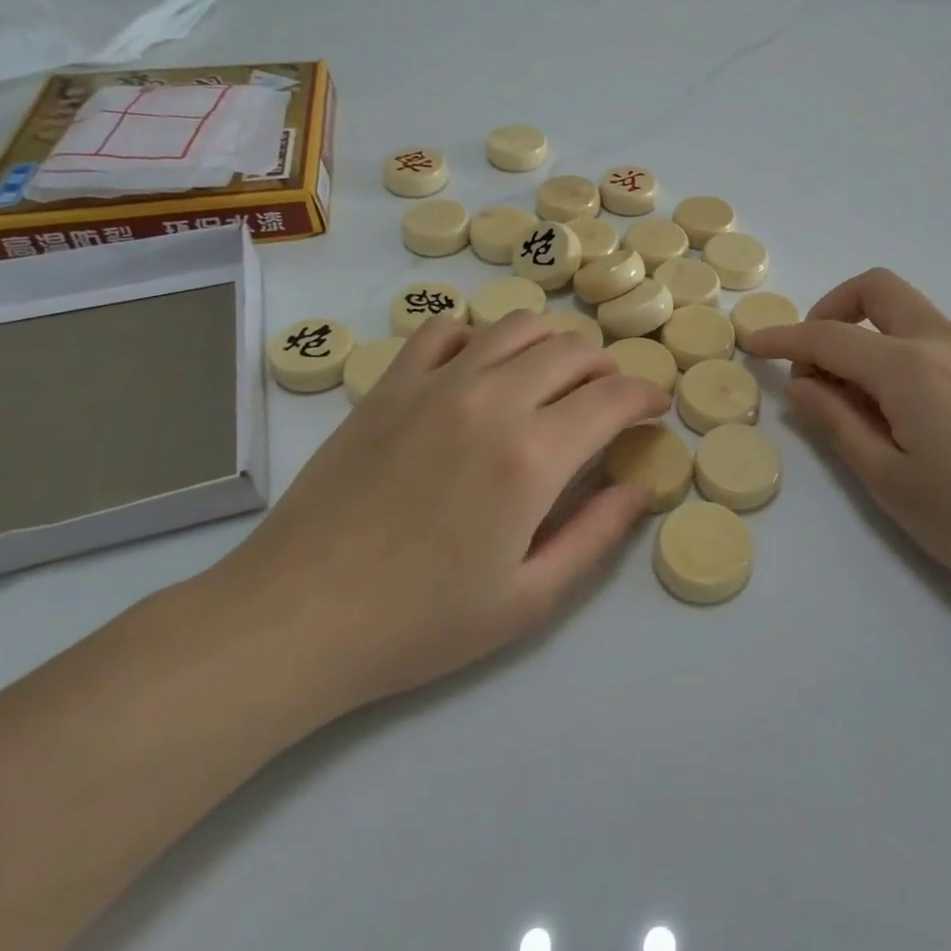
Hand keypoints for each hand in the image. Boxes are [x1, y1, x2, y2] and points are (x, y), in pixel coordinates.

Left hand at [205, 312, 668, 716]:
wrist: (297, 618)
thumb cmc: (420, 622)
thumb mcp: (529, 600)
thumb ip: (596, 537)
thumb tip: (639, 488)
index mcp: (532, 456)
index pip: (612, 397)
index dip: (646, 395)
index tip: (654, 408)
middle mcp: (491, 401)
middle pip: (571, 351)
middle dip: (607, 369)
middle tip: (609, 401)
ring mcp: (435, 385)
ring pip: (516, 327)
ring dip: (552, 346)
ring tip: (553, 381)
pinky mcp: (390, 386)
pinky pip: (446, 331)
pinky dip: (478, 338)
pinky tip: (479, 371)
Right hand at [747, 269, 950, 606]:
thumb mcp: (886, 479)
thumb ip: (836, 422)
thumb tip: (803, 384)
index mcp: (911, 367)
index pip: (830, 336)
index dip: (785, 338)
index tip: (753, 343)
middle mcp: (947, 342)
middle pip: (879, 290)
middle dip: (833, 309)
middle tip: (815, 361)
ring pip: (910, 316)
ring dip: (870, 336)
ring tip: (859, 401)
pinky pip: (938, 341)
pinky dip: (903, 354)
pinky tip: (906, 410)